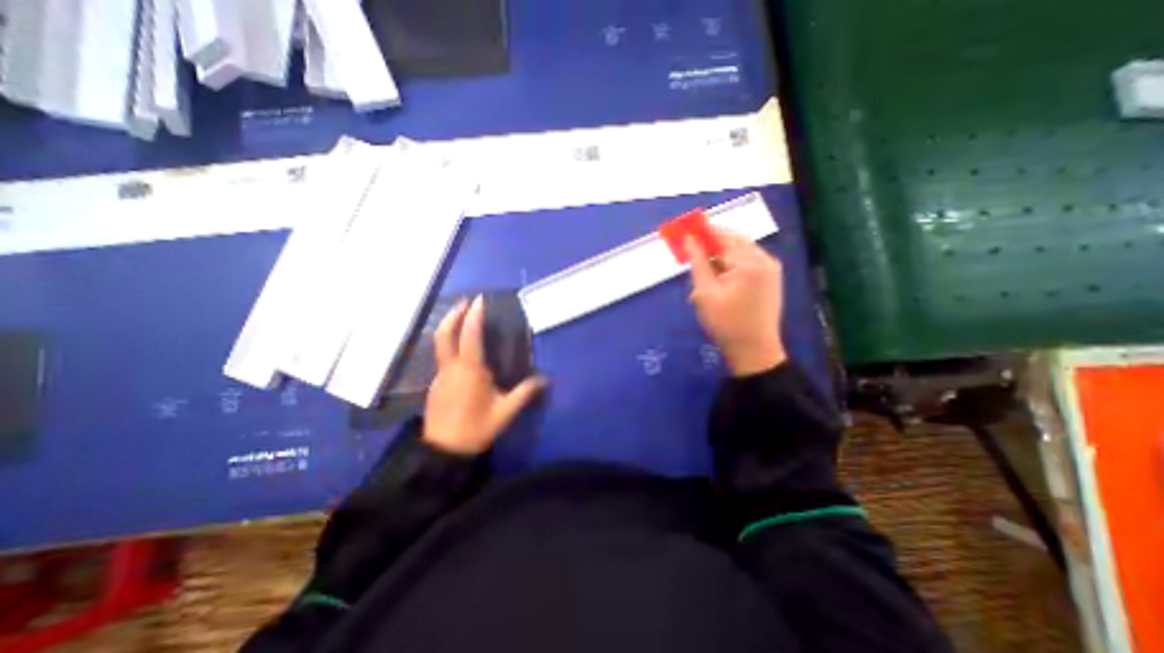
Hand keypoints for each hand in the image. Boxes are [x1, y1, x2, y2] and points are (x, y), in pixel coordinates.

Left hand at [424, 296, 545, 453]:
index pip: (470, 335)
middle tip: (466, 301)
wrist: (443, 451)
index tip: (480, 300)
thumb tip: (545, 379)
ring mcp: (440, 375)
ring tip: (463, 319)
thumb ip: (525, 393)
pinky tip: (462, 351)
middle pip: (444, 334)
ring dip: (450, 327)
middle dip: (454, 314)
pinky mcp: (435, 384)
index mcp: (470, 370)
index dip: (474, 315)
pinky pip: (442, 357)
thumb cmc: (476, 428)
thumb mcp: (506, 412)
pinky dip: (449, 344)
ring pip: (440, 344)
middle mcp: (451, 367)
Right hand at [685, 229, 786, 375]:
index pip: (724, 236)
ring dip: (720, 256)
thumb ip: (697, 263)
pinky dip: (730, 265)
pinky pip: (747, 263)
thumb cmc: (726, 324)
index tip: (686, 230)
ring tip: (703, 272)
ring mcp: (770, 270)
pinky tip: (718, 279)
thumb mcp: (705, 293)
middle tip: (692, 252)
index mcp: (749, 263)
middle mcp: (765, 260)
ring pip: (740, 252)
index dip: (704, 231)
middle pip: (734, 241)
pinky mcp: (770, 279)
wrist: (754, 351)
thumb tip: (689, 240)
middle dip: (711, 244)